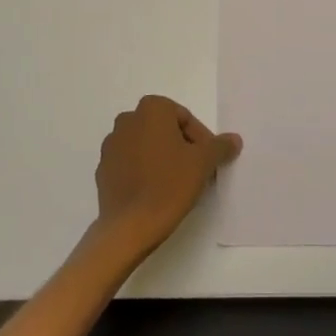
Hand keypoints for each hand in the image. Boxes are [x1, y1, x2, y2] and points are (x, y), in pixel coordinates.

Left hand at [91, 95, 242, 260]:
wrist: (129, 227)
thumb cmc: (169, 185)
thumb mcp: (203, 163)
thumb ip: (220, 146)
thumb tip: (233, 139)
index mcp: (152, 109)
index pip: (185, 118)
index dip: (201, 139)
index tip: (208, 161)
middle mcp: (127, 120)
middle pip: (164, 129)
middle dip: (181, 146)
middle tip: (196, 170)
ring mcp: (111, 145)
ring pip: (146, 146)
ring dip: (162, 158)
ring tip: (177, 183)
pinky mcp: (103, 169)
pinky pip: (130, 164)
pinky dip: (144, 171)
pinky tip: (155, 192)